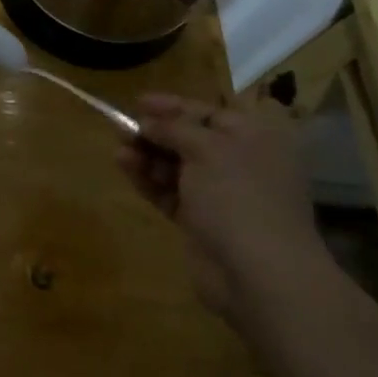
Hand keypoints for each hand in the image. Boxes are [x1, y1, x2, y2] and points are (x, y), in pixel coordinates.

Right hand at [117, 96, 324, 314]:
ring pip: (177, 167)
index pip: (209, 113)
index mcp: (254, 139)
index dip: (173, 106)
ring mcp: (221, 196)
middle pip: (190, 140)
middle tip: (121, 128)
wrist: (258, 275)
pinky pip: (170, 193)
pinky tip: (125, 167)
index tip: (138, 101)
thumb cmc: (239, 196)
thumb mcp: (207, 148)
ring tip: (119, 150)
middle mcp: (240, 164)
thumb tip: (149, 121)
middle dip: (156, 133)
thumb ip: (174, 128)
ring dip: (147, 156)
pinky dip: (149, 180)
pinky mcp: (201, 223)